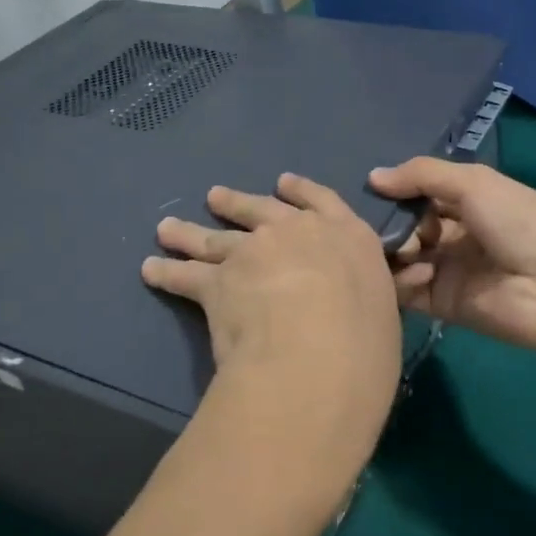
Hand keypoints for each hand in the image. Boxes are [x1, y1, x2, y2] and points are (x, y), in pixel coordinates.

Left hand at [142, 174, 404, 491]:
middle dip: (236, 204)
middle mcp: (296, 233)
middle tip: (215, 198)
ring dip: (189, 232)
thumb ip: (365, 296)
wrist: (318, 352)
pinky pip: (186, 275)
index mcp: (345, 235)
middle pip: (259, 210)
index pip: (322, 201)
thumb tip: (357, 305)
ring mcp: (253, 252)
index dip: (300, 191)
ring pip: (215, 238)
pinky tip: (152, 270)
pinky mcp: (218, 281)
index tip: (282, 183)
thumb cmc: (367, 339)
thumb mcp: (383, 308)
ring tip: (169, 228)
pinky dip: (166, 272)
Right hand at [369, 157, 535, 354]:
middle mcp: (454, 233)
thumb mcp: (475, 183)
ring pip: (400, 256)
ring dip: (395, 250)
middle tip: (383, 225)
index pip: (420, 192)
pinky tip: (421, 272)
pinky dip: (403, 280)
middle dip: (390, 222)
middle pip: (406, 224)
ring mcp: (446, 269)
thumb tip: (373, 177)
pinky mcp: (440, 303)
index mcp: (468, 201)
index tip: (368, 190)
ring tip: (406, 249)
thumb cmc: (521, 223)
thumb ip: (422, 175)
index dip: (396, 190)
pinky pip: (406, 289)